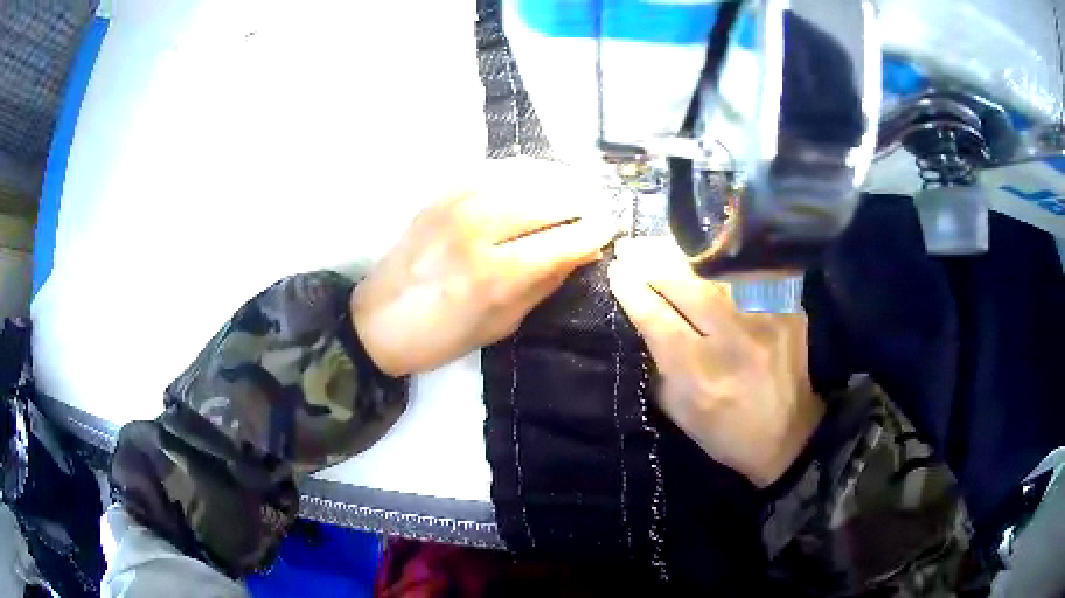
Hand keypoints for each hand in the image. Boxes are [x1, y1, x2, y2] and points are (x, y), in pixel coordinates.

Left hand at [352, 159, 616, 376]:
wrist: (378, 321)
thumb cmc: (443, 336)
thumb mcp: (503, 323)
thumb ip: (545, 282)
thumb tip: (584, 251)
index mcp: (493, 275)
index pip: (561, 240)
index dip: (593, 230)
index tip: (611, 227)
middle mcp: (476, 230)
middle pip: (545, 200)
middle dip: (581, 199)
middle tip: (599, 204)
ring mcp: (455, 205)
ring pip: (521, 176)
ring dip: (557, 177)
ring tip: (578, 185)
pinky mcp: (440, 194)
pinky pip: (490, 169)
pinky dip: (522, 169)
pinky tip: (538, 175)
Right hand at [607, 240, 823, 486]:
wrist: (788, 434)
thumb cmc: (725, 430)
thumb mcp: (679, 410)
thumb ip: (658, 364)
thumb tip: (642, 318)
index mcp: (700, 374)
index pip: (657, 319)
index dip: (632, 291)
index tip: (615, 271)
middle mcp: (734, 341)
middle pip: (686, 286)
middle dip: (650, 261)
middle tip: (628, 245)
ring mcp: (765, 319)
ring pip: (716, 272)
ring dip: (681, 254)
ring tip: (657, 243)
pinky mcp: (787, 308)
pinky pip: (747, 273)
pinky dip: (719, 260)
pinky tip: (700, 250)